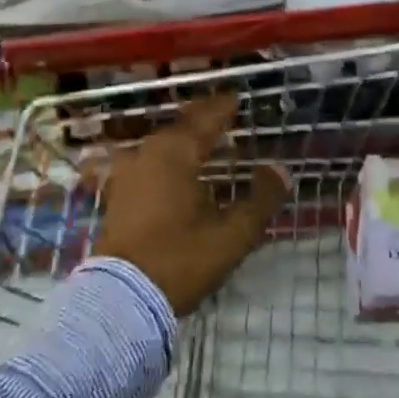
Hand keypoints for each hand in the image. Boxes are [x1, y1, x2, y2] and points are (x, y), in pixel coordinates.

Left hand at [93, 93, 288, 315]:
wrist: (120, 299)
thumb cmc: (180, 259)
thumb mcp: (231, 234)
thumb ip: (260, 200)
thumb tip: (280, 170)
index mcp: (177, 151)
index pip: (206, 118)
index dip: (224, 108)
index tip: (237, 98)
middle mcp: (149, 151)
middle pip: (182, 126)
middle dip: (204, 121)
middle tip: (225, 117)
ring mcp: (129, 172)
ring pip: (163, 144)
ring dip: (185, 141)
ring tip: (206, 145)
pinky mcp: (118, 194)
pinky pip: (149, 162)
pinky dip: (168, 160)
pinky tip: (178, 173)